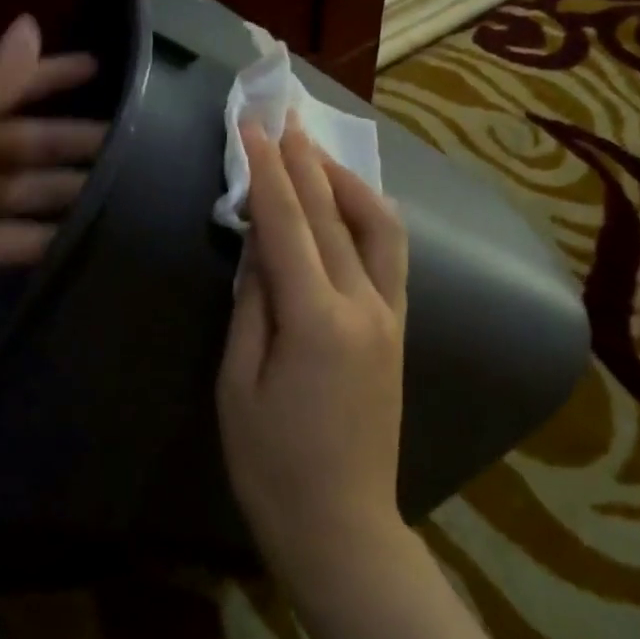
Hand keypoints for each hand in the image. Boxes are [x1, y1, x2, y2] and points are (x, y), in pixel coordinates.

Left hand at [0, 14, 101, 358]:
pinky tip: (91, 240)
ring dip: (72, 191)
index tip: (107, 70)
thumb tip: (30, 25)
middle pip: (29, 141)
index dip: (53, 75)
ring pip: (31, 191)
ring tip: (131, 193)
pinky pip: (18, 239)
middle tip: (141, 144)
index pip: (6, 84)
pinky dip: (51, 239)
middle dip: (77, 140)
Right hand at [218, 120, 409, 577]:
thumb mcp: (239, 384)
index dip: (266, 173)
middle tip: (285, 115)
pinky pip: (391, 256)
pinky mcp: (400, 330)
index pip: (288, 225)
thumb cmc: (273, 465)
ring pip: (378, 227)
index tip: (252, 127)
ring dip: (346, 181)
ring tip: (317, 152)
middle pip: (333, 215)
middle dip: (305, 160)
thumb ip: (253, 306)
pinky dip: (371, 217)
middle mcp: (365, 306)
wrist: (343, 523)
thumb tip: (259, 248)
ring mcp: (391, 316)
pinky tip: (353, 203)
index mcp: (317, 320)